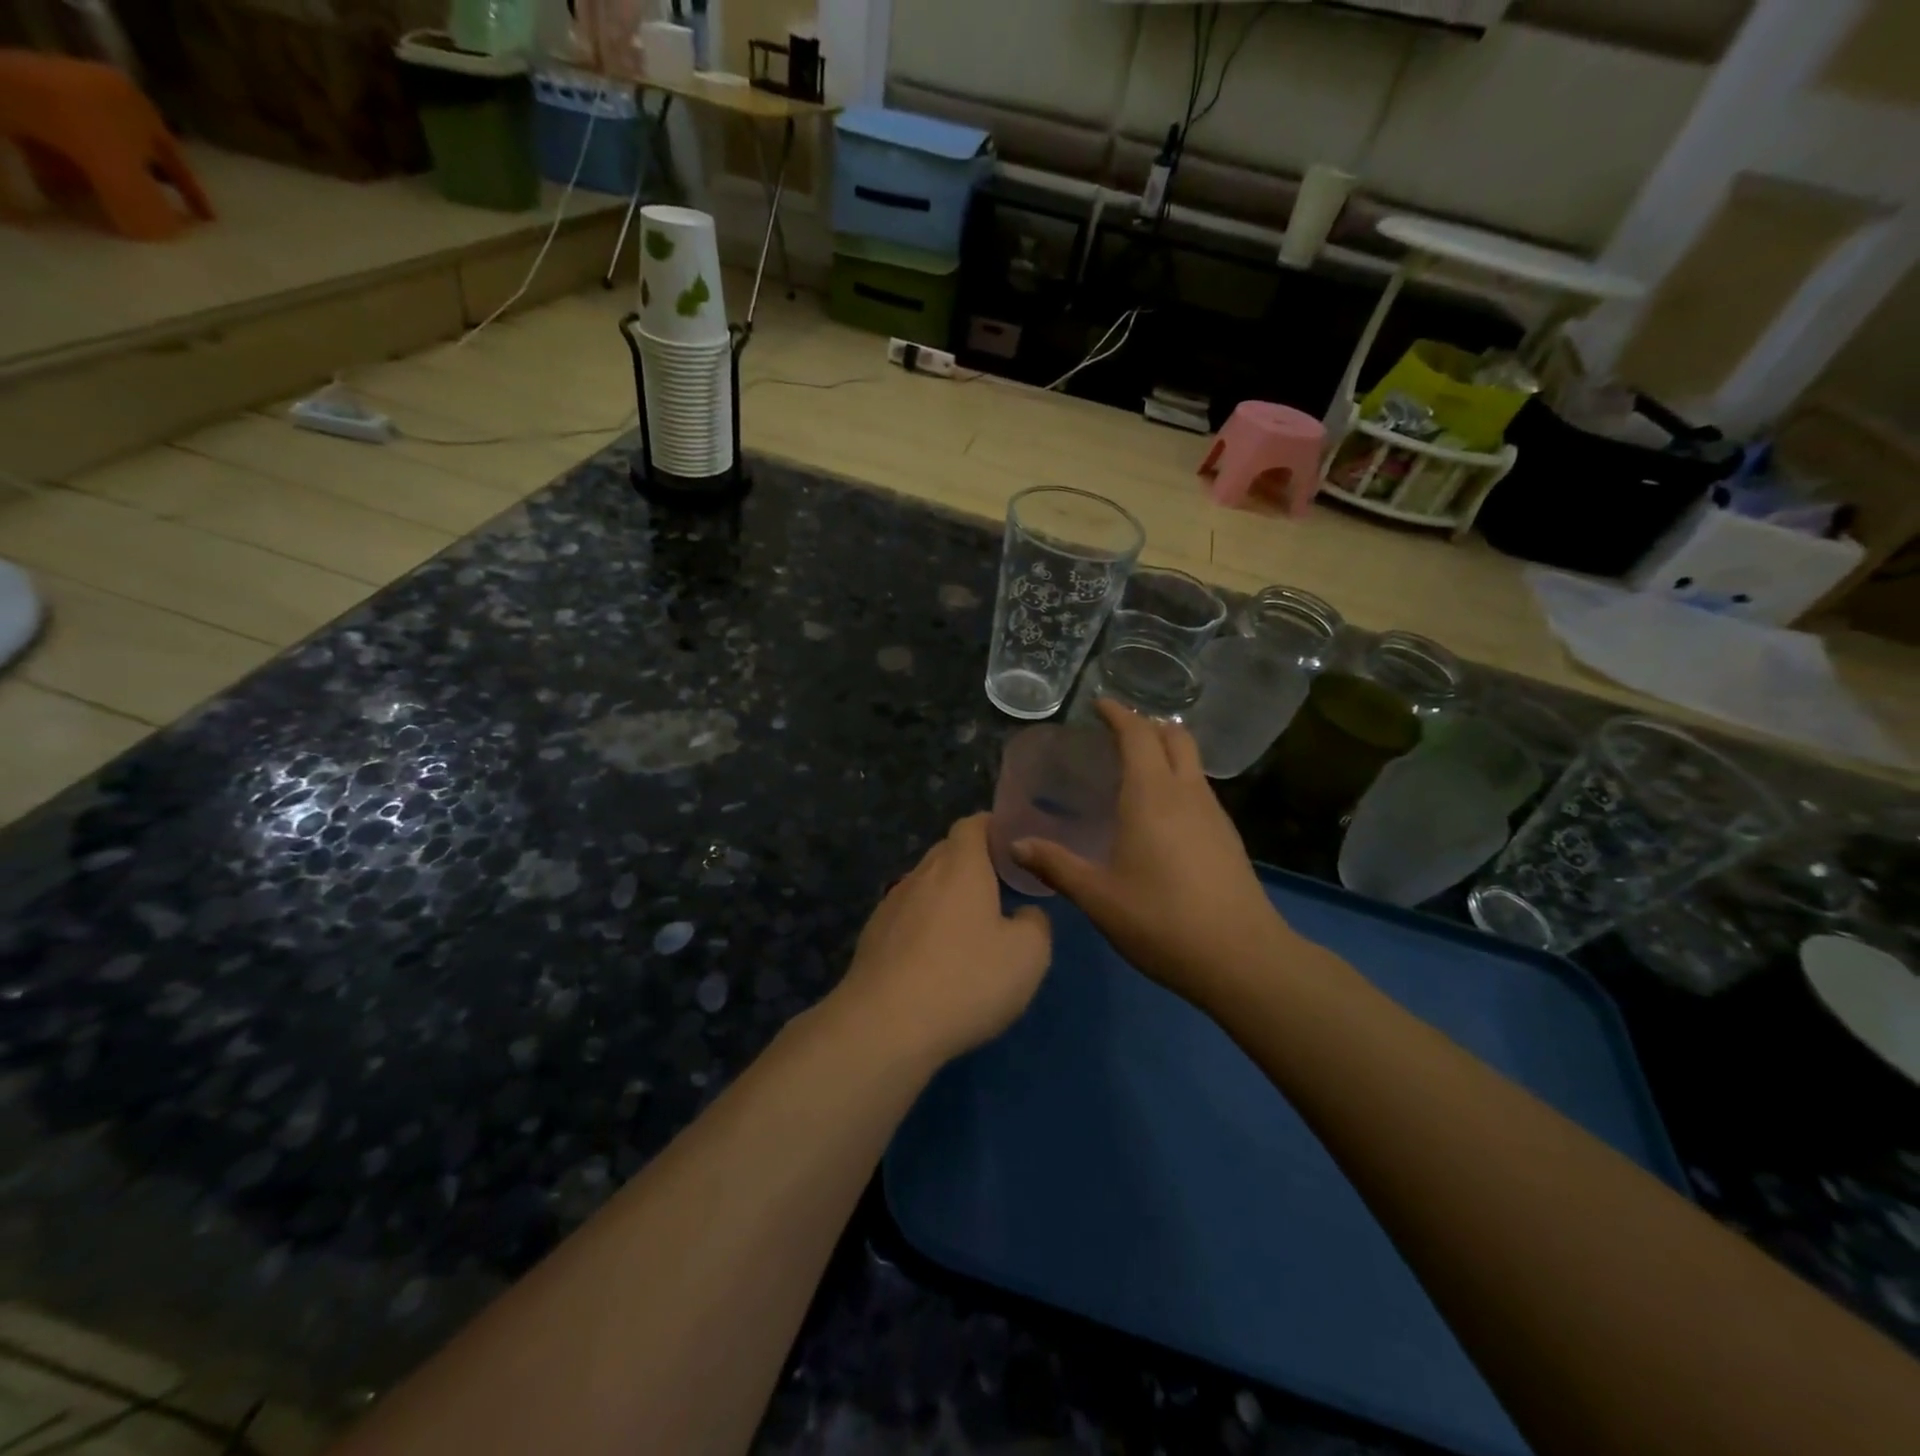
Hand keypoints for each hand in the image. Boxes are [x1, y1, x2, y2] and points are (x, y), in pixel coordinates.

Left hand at [833, 814, 1051, 1066]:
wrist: (885, 1025)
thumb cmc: (967, 979)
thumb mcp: (1028, 956)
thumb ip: (1036, 924)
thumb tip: (1025, 914)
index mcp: (960, 866)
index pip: (972, 825)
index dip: (992, 827)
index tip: (1011, 842)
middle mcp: (921, 875)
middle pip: (947, 852)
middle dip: (972, 861)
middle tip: (999, 884)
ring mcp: (891, 905)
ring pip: (925, 885)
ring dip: (946, 895)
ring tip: (969, 924)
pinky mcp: (872, 937)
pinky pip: (906, 916)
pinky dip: (924, 924)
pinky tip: (935, 957)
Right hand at [1012, 700, 1291, 1009]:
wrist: (1242, 959)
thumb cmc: (1161, 920)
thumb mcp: (1097, 897)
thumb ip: (1056, 865)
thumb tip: (1016, 845)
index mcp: (1151, 796)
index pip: (1137, 735)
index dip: (1118, 714)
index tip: (1098, 704)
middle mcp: (1187, 793)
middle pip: (1174, 737)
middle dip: (1147, 724)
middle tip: (1117, 733)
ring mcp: (1214, 814)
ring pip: (1192, 762)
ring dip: (1166, 750)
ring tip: (1136, 767)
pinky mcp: (1228, 837)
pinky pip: (1200, 788)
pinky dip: (1179, 778)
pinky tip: (1162, 812)